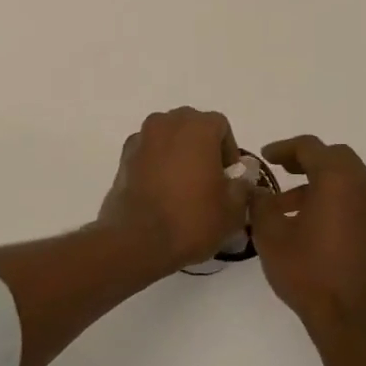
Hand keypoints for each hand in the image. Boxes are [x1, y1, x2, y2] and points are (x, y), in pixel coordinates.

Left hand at [96, 108, 247, 277]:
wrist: (138, 241)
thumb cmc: (192, 220)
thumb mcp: (233, 209)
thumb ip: (242, 184)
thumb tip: (241, 175)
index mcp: (197, 128)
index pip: (220, 126)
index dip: (228, 151)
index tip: (229, 178)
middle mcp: (167, 123)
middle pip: (191, 125)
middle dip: (202, 146)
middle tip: (208, 179)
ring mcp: (141, 138)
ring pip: (167, 136)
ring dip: (178, 152)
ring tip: (183, 185)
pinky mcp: (123, 157)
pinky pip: (148, 151)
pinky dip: (157, 162)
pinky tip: (161, 190)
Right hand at [250, 136, 365, 341]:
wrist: (353, 320)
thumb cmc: (308, 272)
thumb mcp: (270, 235)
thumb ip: (260, 203)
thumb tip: (256, 189)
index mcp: (338, 180)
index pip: (310, 147)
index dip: (284, 148)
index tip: (265, 157)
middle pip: (336, 158)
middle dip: (307, 160)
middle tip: (282, 170)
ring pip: (350, 180)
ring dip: (322, 182)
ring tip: (291, 205)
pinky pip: (360, 201)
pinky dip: (338, 200)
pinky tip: (316, 224)